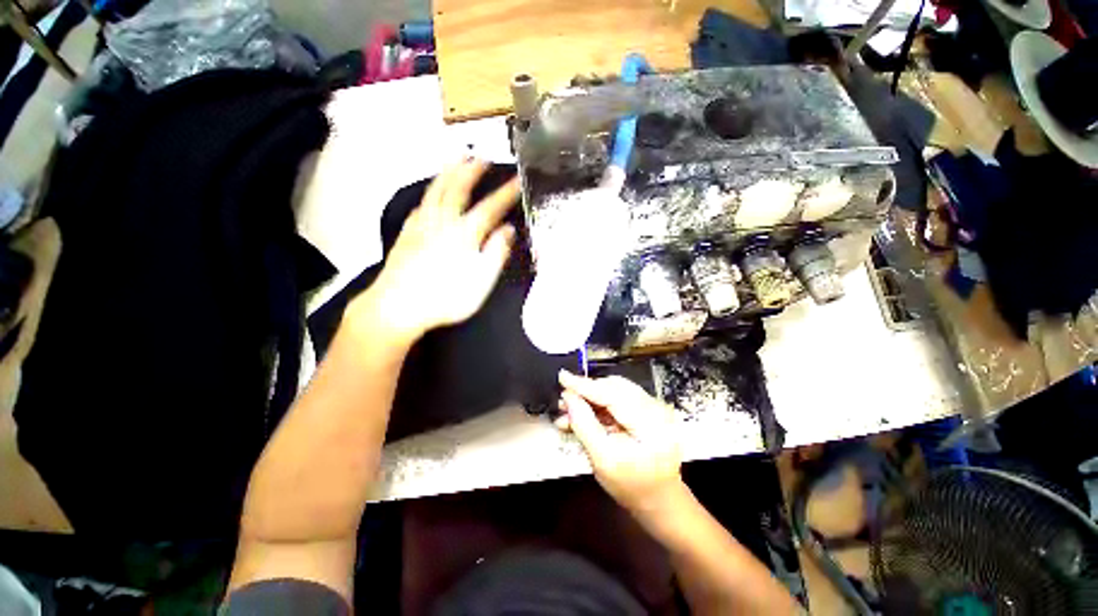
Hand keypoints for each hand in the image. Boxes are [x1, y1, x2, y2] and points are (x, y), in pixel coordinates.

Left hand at [349, 160, 519, 343]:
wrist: (398, 306)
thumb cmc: (446, 298)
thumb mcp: (481, 281)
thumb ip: (496, 253)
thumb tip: (508, 229)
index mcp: (464, 234)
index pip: (490, 208)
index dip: (505, 193)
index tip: (517, 180)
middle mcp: (443, 222)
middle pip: (458, 189)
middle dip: (472, 171)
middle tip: (482, 157)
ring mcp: (422, 225)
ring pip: (436, 191)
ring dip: (449, 172)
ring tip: (457, 159)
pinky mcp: (407, 232)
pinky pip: (421, 204)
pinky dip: (430, 192)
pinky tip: (432, 193)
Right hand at [556, 370, 684, 515]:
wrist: (659, 501)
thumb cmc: (631, 486)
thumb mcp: (602, 460)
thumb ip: (584, 425)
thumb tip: (568, 397)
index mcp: (651, 424)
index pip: (613, 394)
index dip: (585, 385)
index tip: (562, 376)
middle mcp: (656, 409)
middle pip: (615, 387)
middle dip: (587, 392)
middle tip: (563, 401)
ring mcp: (654, 408)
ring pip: (615, 390)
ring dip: (591, 398)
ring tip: (568, 410)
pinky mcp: (648, 410)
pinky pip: (620, 399)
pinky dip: (600, 405)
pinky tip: (583, 415)